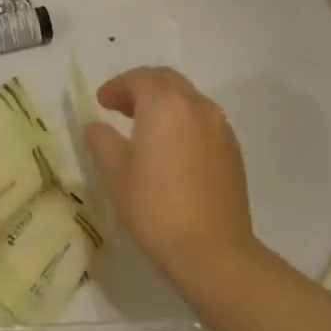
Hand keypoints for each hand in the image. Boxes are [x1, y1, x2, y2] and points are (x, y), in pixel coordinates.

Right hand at [84, 66, 257, 279]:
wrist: (213, 251)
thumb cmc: (155, 207)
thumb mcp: (115, 172)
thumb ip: (102, 141)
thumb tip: (97, 127)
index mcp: (164, 104)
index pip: (138, 79)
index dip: (116, 87)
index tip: (101, 102)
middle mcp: (196, 106)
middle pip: (167, 80)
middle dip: (141, 88)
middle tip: (120, 107)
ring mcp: (220, 127)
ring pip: (188, 99)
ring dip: (164, 103)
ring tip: (145, 127)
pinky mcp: (233, 150)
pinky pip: (203, 120)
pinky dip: (183, 121)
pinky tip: (172, 148)